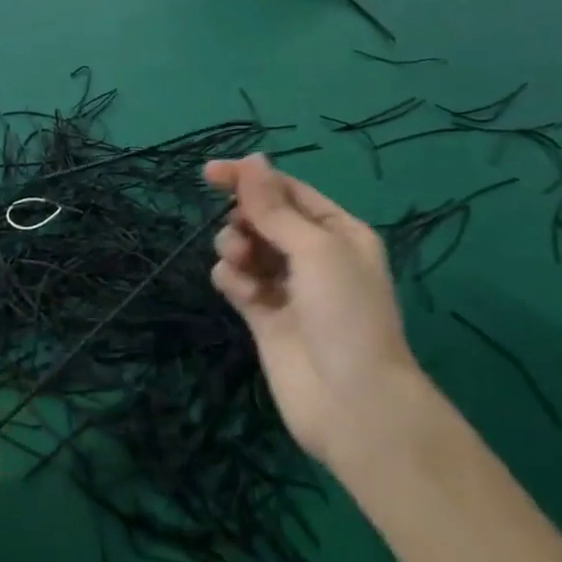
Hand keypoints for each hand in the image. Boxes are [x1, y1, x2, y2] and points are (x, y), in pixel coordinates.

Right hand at [205, 155, 422, 470]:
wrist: (351, 401)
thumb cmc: (345, 313)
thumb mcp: (315, 248)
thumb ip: (275, 207)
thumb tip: (251, 160)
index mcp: (337, 232)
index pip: (287, 191)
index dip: (250, 178)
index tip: (209, 173)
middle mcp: (312, 255)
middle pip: (262, 218)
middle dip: (244, 219)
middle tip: (243, 235)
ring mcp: (286, 287)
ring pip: (245, 247)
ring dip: (235, 247)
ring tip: (241, 265)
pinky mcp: (263, 315)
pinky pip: (236, 281)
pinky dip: (232, 279)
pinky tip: (239, 292)